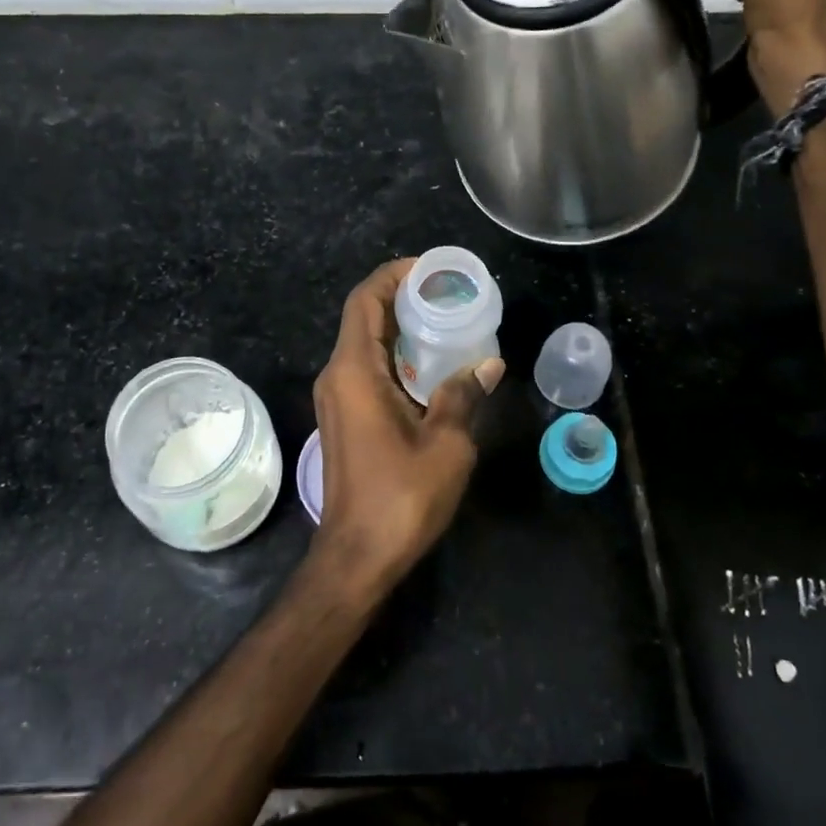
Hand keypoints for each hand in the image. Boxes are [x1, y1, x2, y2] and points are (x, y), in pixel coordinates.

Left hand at [309, 260, 504, 598]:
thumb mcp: (446, 442)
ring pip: (364, 343)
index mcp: (354, 371)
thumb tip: (489, 363)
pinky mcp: (344, 418)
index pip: (365, 301)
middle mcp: (337, 376)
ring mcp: (336, 398)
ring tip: (445, 321)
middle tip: (447, 293)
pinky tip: (430, 365)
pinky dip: (394, 355)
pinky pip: (366, 368)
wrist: (358, 556)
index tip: (429, 269)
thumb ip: (463, 394)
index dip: (393, 276)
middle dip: (401, 297)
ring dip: (398, 327)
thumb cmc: (401, 497)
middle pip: (363, 317)